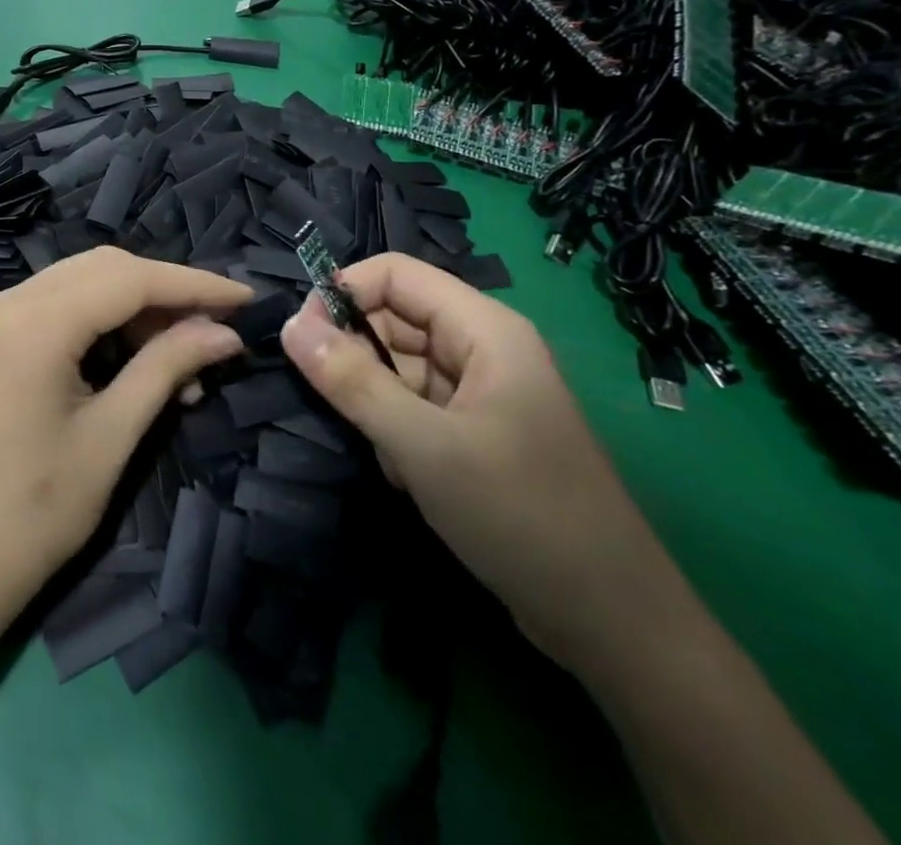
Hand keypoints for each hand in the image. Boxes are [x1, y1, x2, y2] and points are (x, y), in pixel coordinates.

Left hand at [0, 248, 250, 627]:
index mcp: (32, 324)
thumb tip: (226, 332)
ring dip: (135, 309)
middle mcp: (6, 301)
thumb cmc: (35, 513)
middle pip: (104, 269)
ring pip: (82, 282)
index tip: (246, 298)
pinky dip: (101, 321)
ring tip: (182, 362)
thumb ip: (167, 368)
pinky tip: (134, 360)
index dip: (193, 285)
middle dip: (165, 293)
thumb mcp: (112, 437)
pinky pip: (58, 305)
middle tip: (215, 330)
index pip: (128, 279)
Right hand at [280, 254, 687, 675]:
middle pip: (393, 318)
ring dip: (375, 402)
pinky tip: (407, 477)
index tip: (301, 338)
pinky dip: (395, 432)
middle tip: (336, 404)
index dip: (343, 292)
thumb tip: (288, 325)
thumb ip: (351, 381)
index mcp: (484, 328)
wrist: (612, 625)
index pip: (394, 274)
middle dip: (356, 355)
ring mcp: (479, 392)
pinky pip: (412, 405)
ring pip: (397, 366)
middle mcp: (481, 348)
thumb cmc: (520, 515)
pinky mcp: (474, 432)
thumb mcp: (423, 445)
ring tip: (387, 453)